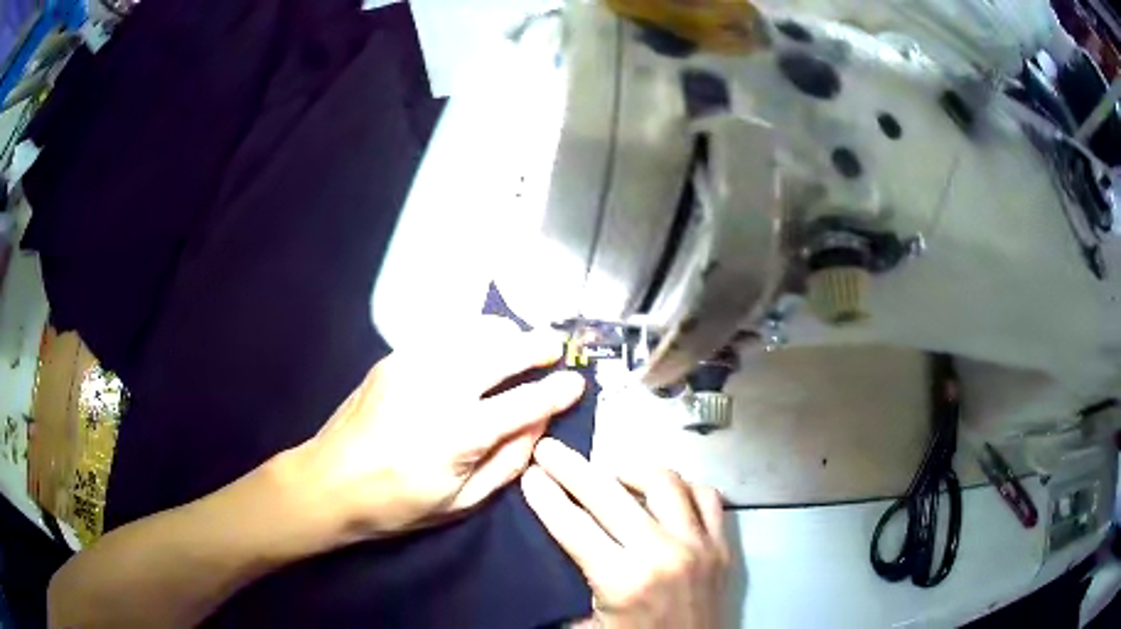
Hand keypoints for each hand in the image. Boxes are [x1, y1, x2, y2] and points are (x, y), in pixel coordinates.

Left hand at [289, 317, 585, 540]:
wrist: (329, 481)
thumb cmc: (397, 504)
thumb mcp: (461, 502)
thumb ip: (507, 462)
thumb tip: (538, 426)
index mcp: (459, 433)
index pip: (525, 402)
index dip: (557, 391)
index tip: (577, 382)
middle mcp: (439, 388)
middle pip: (502, 351)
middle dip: (537, 345)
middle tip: (556, 346)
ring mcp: (413, 365)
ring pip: (473, 331)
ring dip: (505, 332)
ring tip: (520, 341)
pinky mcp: (394, 358)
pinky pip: (445, 333)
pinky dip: (471, 333)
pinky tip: (478, 345)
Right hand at [522, 439, 729, 628]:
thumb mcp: (591, 627)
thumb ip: (568, 592)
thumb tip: (550, 558)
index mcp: (623, 581)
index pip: (573, 526)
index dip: (546, 496)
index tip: (529, 473)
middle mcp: (662, 554)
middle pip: (609, 494)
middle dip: (572, 468)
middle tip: (550, 450)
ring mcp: (699, 545)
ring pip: (665, 483)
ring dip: (632, 471)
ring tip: (612, 474)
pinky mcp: (723, 545)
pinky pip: (706, 496)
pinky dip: (682, 488)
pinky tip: (665, 494)